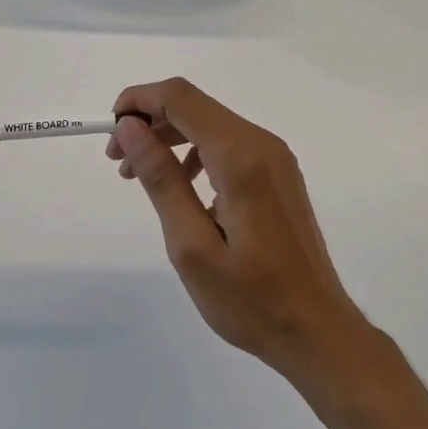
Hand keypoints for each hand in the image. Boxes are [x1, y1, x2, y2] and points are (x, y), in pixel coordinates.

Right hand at [108, 78, 372, 380]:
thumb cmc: (251, 299)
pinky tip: (182, 188)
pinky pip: (228, 144)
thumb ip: (161, 180)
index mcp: (240, 157)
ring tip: (140, 176)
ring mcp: (274, 157)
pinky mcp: (278, 173)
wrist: (318, 331)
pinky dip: (195, 152)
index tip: (109, 134)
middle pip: (194, 106)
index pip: (180, 98)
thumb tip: (130, 128)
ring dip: (169, 137)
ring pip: (209, 123)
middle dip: (149, 121)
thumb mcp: (191, 246)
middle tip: (118, 162)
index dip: (138, 101)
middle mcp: (262, 144)